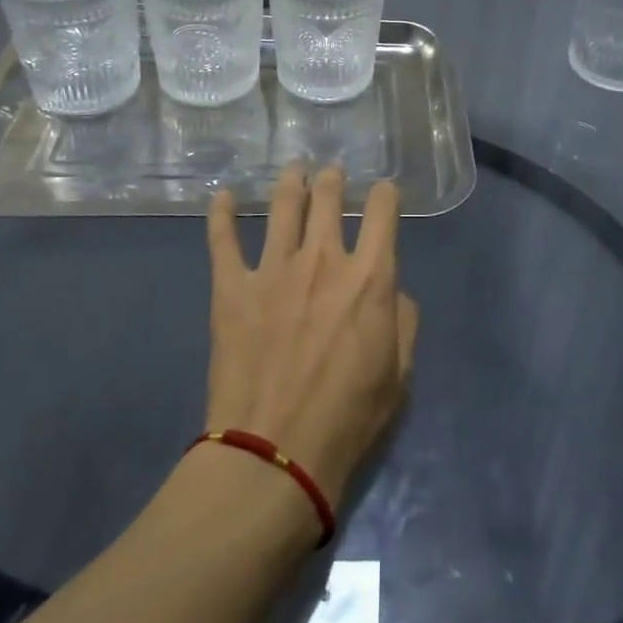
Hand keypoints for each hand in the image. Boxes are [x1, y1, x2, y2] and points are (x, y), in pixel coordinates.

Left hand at [204, 166, 419, 504]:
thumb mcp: (399, 373)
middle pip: (328, 197)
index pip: (384, 212)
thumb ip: (402, 319)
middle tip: (332, 173)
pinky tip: (222, 195)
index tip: (384, 193)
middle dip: (333, 178)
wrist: (274, 453)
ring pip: (282, 205)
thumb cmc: (347, 418)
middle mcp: (323, 259)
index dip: (386, 195)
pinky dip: (221, 213)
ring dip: (290, 181)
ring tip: (294, 169)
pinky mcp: (233, 288)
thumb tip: (389, 290)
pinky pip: (223, 239)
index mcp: (370, 277)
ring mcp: (274, 269)